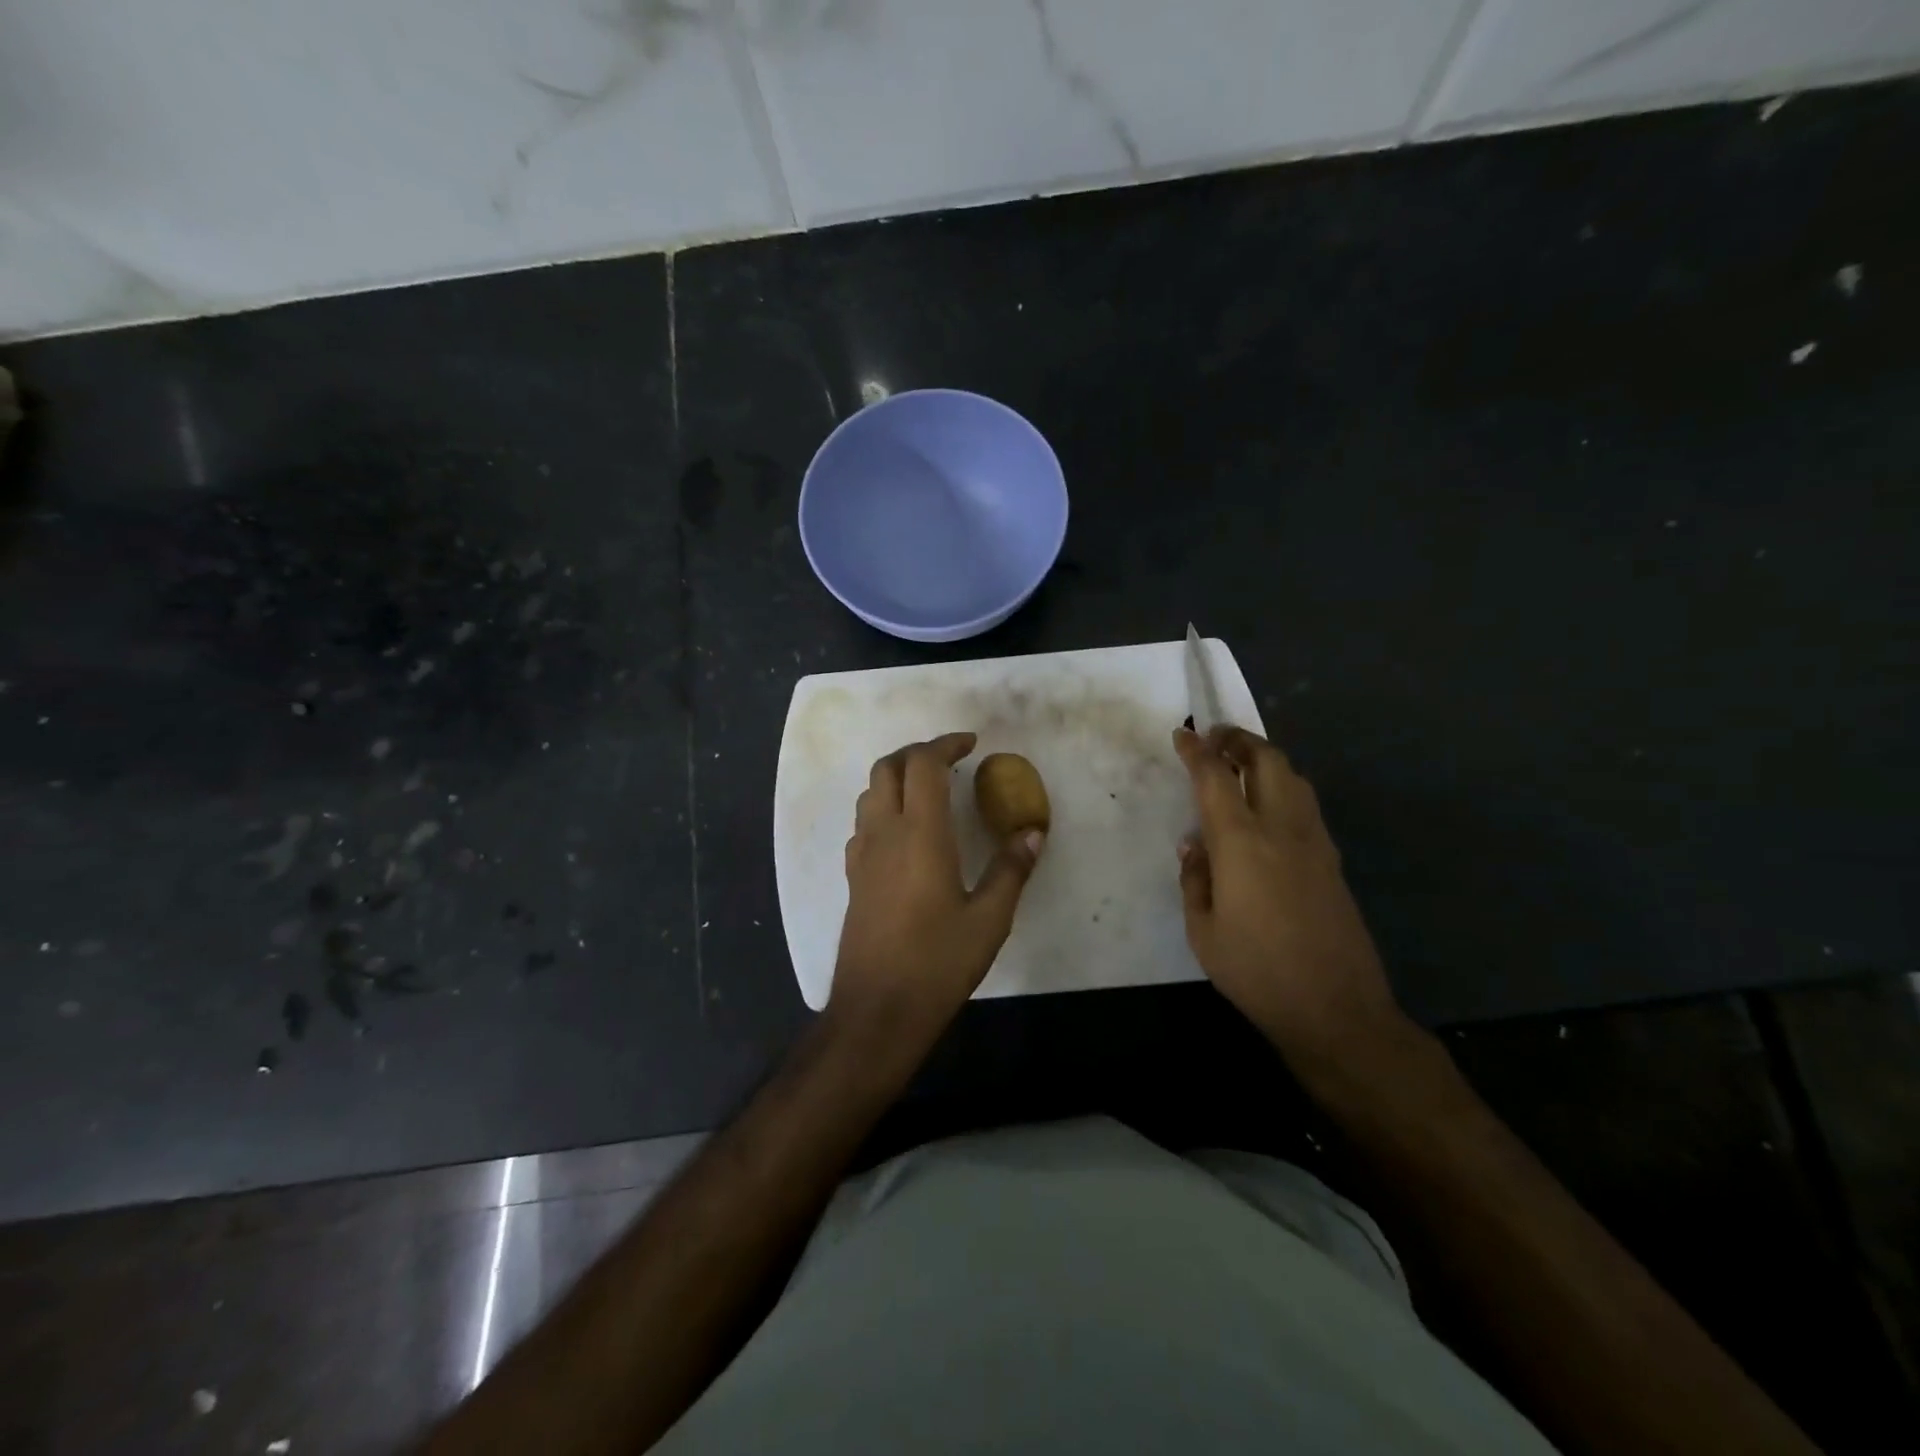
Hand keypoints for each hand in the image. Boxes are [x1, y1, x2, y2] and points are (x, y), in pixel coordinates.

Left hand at [831, 733, 1044, 1043]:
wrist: (877, 1008)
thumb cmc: (938, 962)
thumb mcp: (989, 918)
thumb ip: (1012, 869)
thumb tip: (1033, 831)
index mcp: (920, 834)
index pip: (924, 765)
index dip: (946, 744)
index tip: (971, 744)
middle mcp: (884, 833)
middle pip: (887, 767)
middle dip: (917, 752)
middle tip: (950, 760)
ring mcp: (862, 855)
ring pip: (870, 793)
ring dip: (897, 777)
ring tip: (929, 790)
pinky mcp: (853, 878)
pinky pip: (864, 823)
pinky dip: (884, 808)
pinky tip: (906, 834)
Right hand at [1174, 725, 1404, 1068]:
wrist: (1336, 1008)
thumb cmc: (1256, 971)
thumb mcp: (1203, 931)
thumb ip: (1195, 879)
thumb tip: (1195, 845)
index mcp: (1242, 843)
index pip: (1216, 778)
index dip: (1197, 751)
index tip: (1182, 735)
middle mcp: (1282, 829)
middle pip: (1267, 760)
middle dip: (1239, 739)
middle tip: (1215, 738)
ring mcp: (1315, 842)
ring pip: (1294, 777)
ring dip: (1265, 759)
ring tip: (1240, 764)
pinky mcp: (1333, 861)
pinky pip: (1306, 804)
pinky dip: (1283, 786)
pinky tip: (1266, 808)